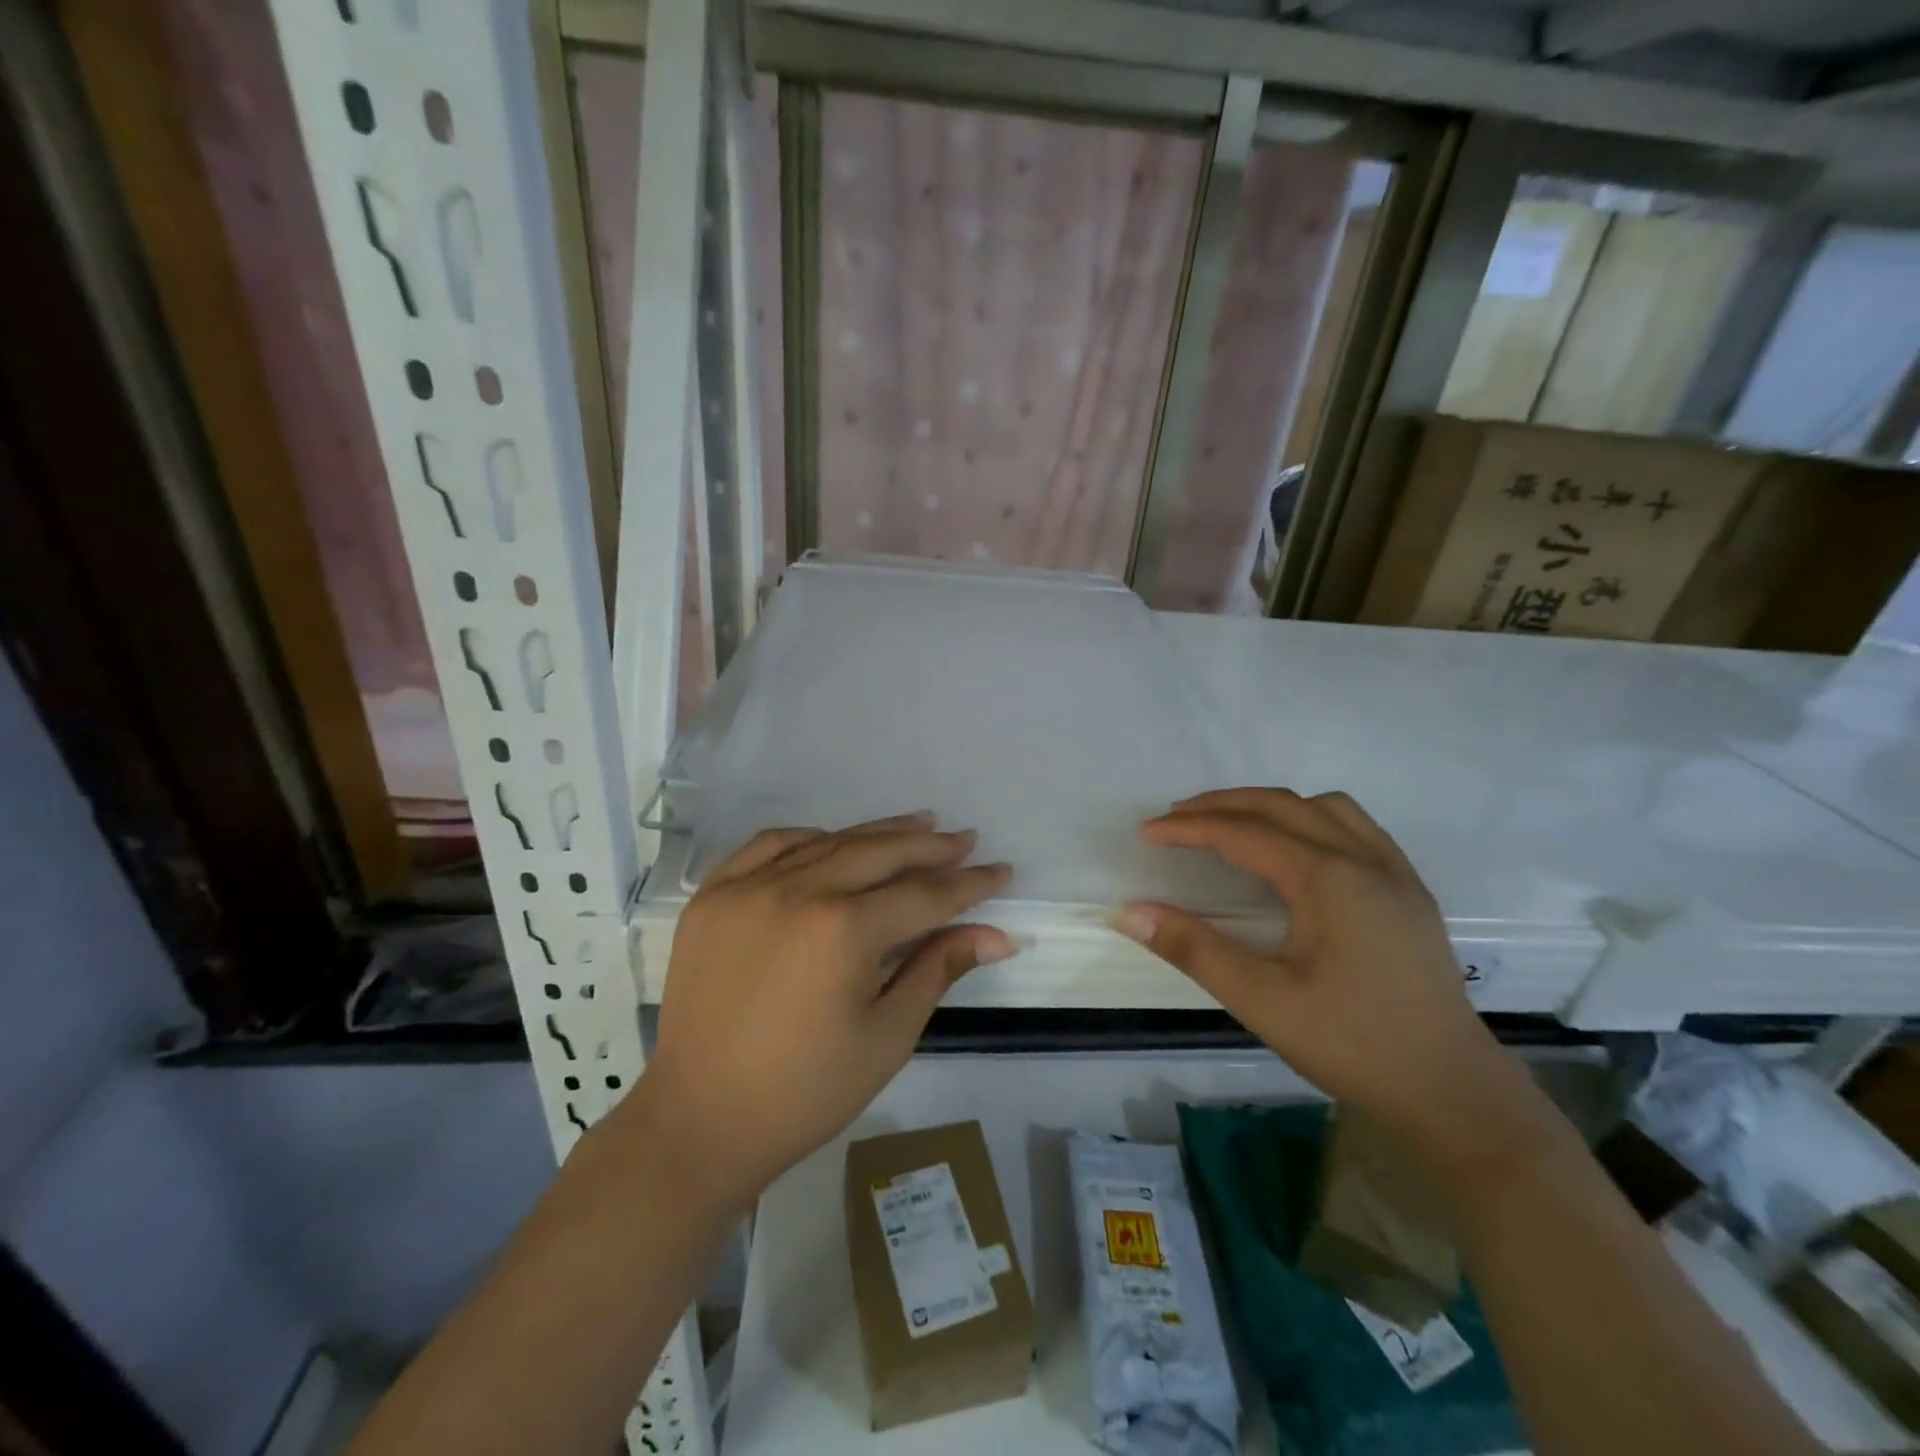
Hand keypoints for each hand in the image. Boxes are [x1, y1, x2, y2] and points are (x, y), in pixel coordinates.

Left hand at [627, 813, 1012, 1208]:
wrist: (699, 1120)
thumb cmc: (805, 1092)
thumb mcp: (887, 1036)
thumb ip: (939, 969)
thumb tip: (997, 935)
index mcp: (843, 931)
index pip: (924, 894)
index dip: (968, 883)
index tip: (1000, 870)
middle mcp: (796, 892)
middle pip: (879, 853)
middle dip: (929, 846)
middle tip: (964, 839)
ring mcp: (747, 888)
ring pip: (829, 842)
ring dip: (878, 833)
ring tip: (918, 824)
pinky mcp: (713, 896)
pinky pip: (768, 846)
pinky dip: (808, 838)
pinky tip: (833, 841)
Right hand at [1113, 789, 1529, 1153]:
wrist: (1453, 1093)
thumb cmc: (1353, 1045)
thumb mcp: (1262, 1000)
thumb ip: (1193, 948)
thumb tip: (1128, 913)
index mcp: (1330, 879)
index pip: (1244, 834)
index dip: (1190, 829)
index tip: (1146, 833)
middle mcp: (1366, 859)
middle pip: (1283, 805)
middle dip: (1223, 805)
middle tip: (1176, 819)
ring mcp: (1396, 872)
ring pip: (1325, 807)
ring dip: (1271, 805)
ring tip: (1231, 826)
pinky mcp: (1410, 891)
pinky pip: (1355, 827)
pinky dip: (1310, 819)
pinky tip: (1295, 850)